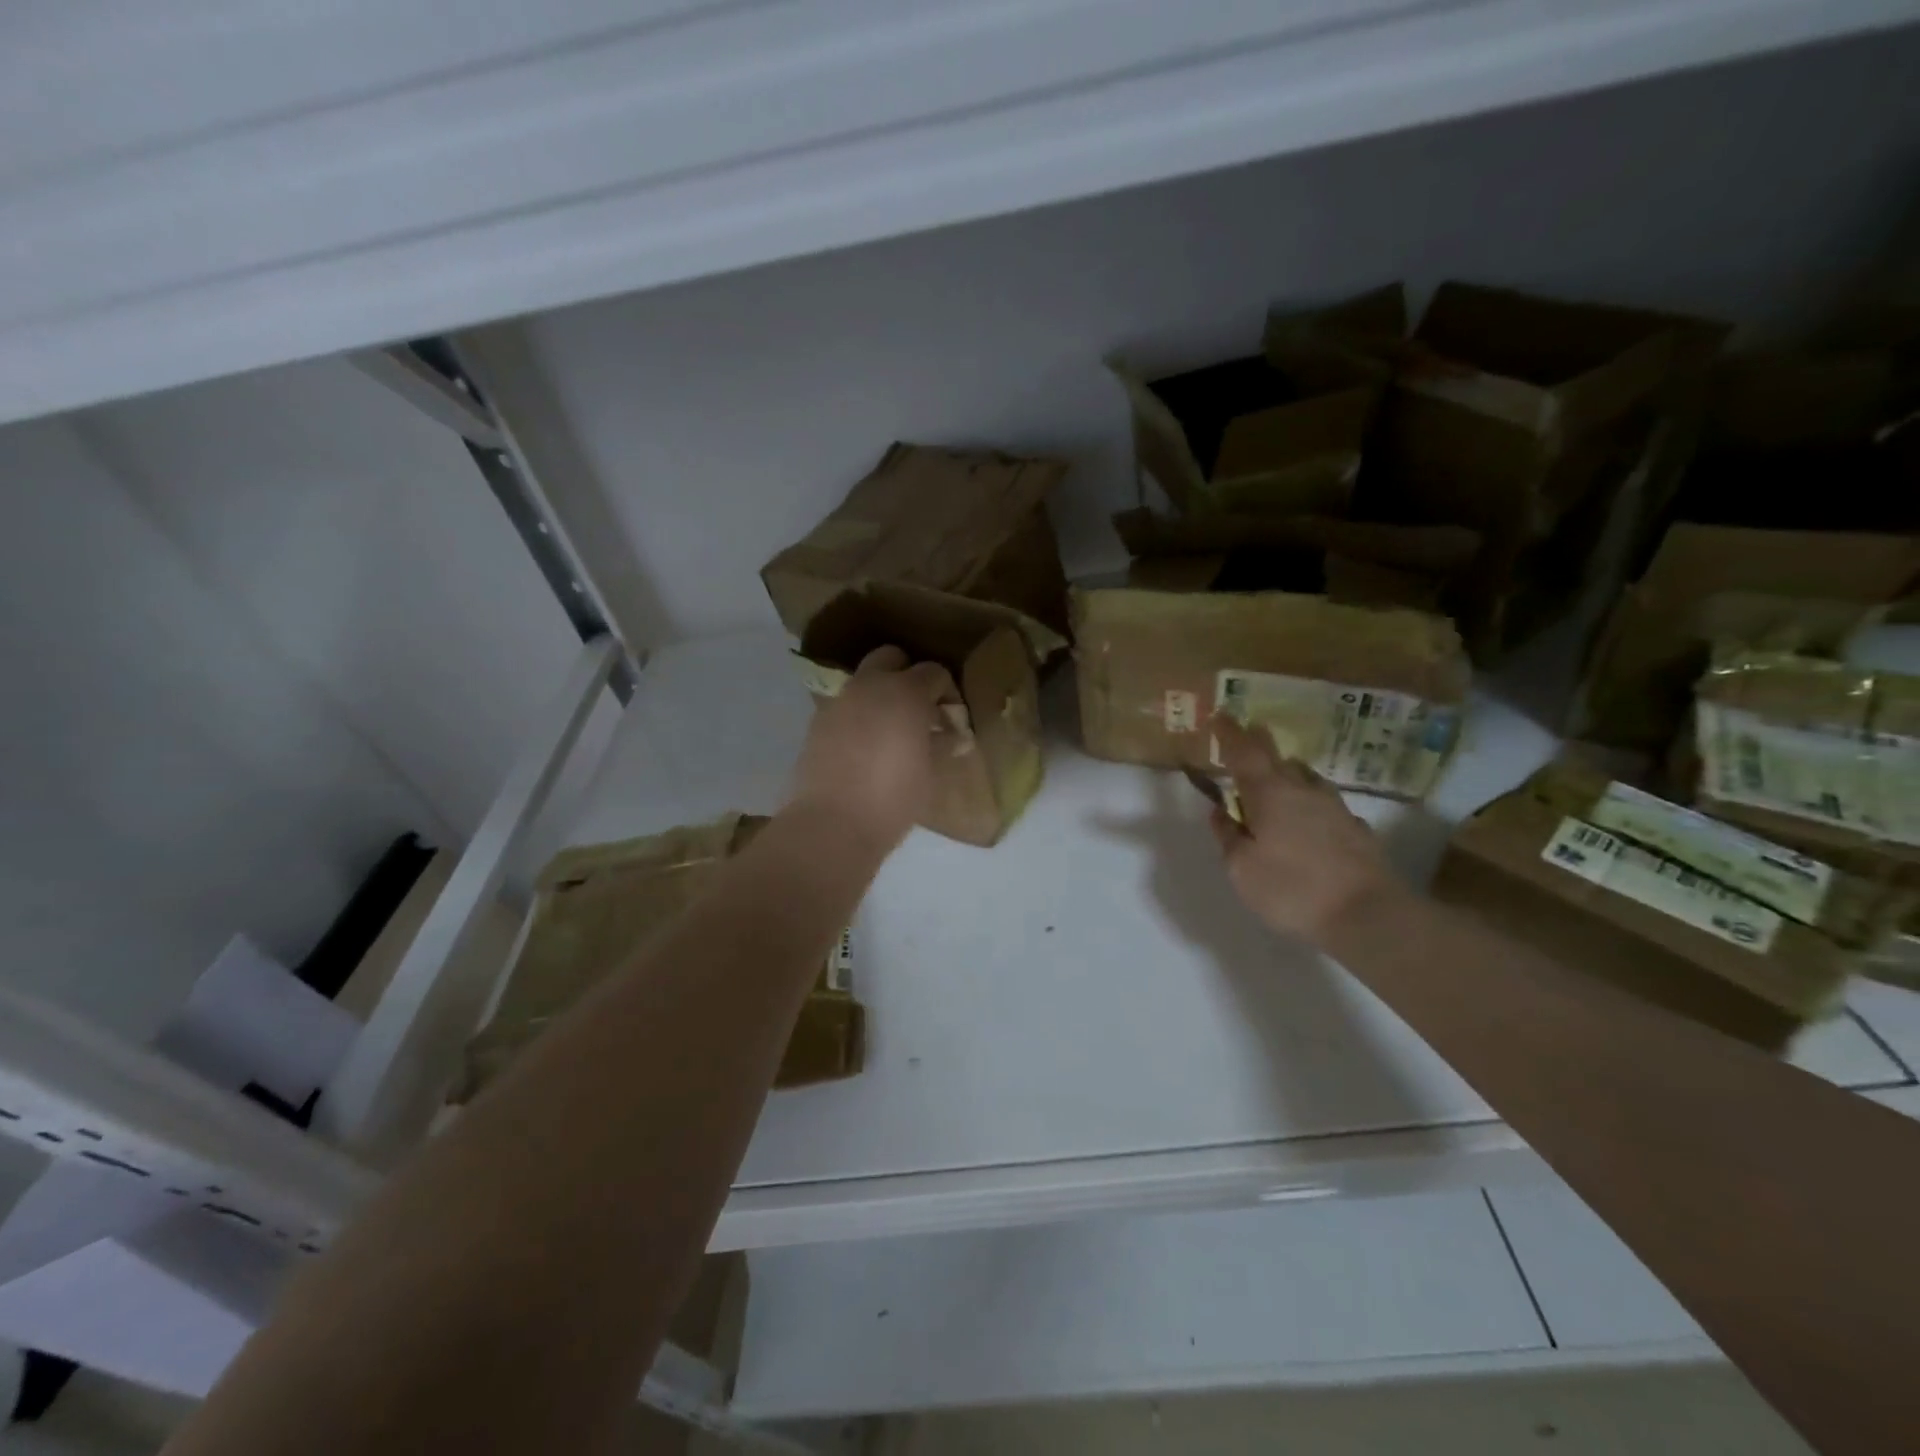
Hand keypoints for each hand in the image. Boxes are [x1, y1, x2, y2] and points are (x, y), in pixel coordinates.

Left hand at [792, 646, 959, 851]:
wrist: (832, 824)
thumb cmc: (894, 798)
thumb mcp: (930, 772)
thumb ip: (943, 745)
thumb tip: (955, 736)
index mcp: (905, 691)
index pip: (934, 672)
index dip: (947, 693)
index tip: (951, 720)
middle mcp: (870, 685)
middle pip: (892, 658)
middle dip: (908, 676)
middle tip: (920, 711)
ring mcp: (839, 701)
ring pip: (865, 681)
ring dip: (882, 694)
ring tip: (893, 731)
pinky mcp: (817, 721)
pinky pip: (846, 705)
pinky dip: (860, 715)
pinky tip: (867, 746)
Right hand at [1208, 715, 1400, 944]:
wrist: (1367, 913)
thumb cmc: (1291, 889)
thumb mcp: (1241, 869)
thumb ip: (1227, 836)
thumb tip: (1220, 812)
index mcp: (1268, 793)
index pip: (1244, 752)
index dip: (1229, 733)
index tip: (1219, 715)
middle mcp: (1302, 789)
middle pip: (1277, 756)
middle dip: (1259, 742)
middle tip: (1248, 732)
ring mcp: (1334, 806)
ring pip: (1304, 777)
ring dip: (1286, 772)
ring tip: (1275, 780)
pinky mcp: (1355, 827)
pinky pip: (1323, 803)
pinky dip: (1307, 802)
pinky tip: (1307, 820)